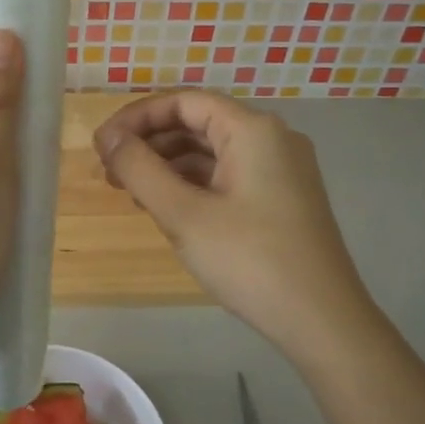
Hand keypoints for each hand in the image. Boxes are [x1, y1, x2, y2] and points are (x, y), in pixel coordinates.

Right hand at [95, 91, 370, 359]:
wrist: (323, 321)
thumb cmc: (249, 261)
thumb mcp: (183, 214)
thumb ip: (140, 169)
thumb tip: (108, 136)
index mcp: (253, 130)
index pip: (183, 102)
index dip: (136, 118)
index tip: (101, 145)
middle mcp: (271, 139)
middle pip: (198, 123)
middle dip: (149, 143)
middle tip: (109, 172)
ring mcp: (281, 169)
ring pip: (212, 151)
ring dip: (168, 165)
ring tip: (130, 193)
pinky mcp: (283, 198)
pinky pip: (228, 175)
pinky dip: (193, 184)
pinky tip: (167, 208)